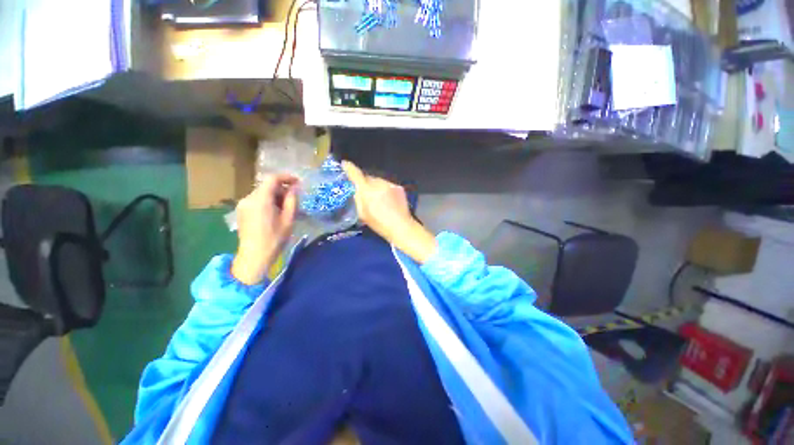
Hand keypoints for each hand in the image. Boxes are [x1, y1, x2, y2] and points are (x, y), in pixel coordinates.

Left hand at [231, 174, 297, 284]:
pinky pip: (257, 200)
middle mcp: (248, 198)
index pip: (272, 178)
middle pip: (267, 186)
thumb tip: (295, 188)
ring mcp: (243, 205)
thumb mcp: (289, 219)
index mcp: (260, 199)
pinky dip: (268, 201)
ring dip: (275, 196)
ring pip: (262, 193)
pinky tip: (276, 212)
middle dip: (282, 188)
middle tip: (294, 198)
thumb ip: (292, 200)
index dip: (286, 177)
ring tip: (286, 207)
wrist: (254, 256)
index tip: (298, 182)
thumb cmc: (275, 238)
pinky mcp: (242, 211)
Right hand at [342, 161, 436, 263]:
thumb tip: (356, 189)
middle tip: (365, 193)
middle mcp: (378, 183)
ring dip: (376, 186)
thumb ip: (358, 199)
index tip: (345, 164)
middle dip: (365, 183)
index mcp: (367, 190)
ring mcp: (390, 184)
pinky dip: (385, 189)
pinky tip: (388, 200)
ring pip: (378, 181)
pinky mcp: (398, 187)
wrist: (401, 226)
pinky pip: (387, 185)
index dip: (349, 168)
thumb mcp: (362, 214)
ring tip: (378, 199)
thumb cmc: (379, 224)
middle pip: (368, 178)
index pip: (356, 174)